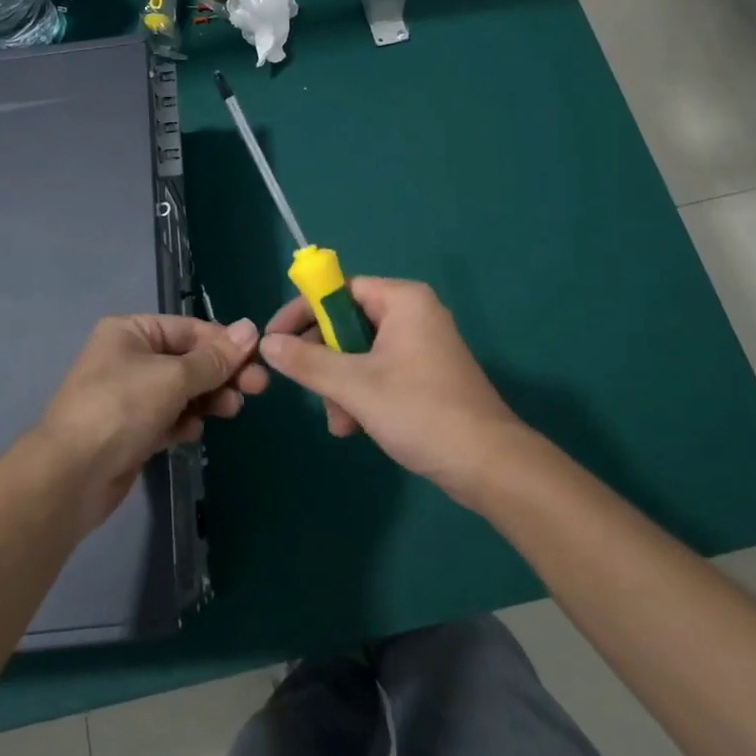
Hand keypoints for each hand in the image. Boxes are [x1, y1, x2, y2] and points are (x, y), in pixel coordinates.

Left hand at [36, 314, 266, 528]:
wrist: (71, 477)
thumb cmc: (121, 409)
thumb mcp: (173, 378)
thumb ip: (215, 358)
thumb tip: (250, 328)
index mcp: (131, 332)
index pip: (189, 329)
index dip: (225, 343)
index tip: (258, 359)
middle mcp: (129, 357)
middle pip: (188, 360)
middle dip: (221, 374)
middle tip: (257, 389)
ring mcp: (129, 396)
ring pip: (181, 391)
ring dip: (207, 399)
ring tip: (231, 411)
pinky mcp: (131, 430)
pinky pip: (168, 417)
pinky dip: (184, 422)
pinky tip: (193, 433)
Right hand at [260, 277, 525, 501]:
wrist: (490, 465)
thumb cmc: (421, 411)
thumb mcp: (355, 386)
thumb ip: (307, 362)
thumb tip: (266, 344)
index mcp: (402, 300)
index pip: (338, 290)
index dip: (302, 312)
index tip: (274, 339)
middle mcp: (413, 314)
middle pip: (347, 323)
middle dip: (324, 361)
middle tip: (309, 389)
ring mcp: (421, 345)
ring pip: (360, 353)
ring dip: (340, 385)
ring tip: (340, 422)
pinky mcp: (426, 374)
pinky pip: (379, 371)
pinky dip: (361, 395)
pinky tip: (354, 427)